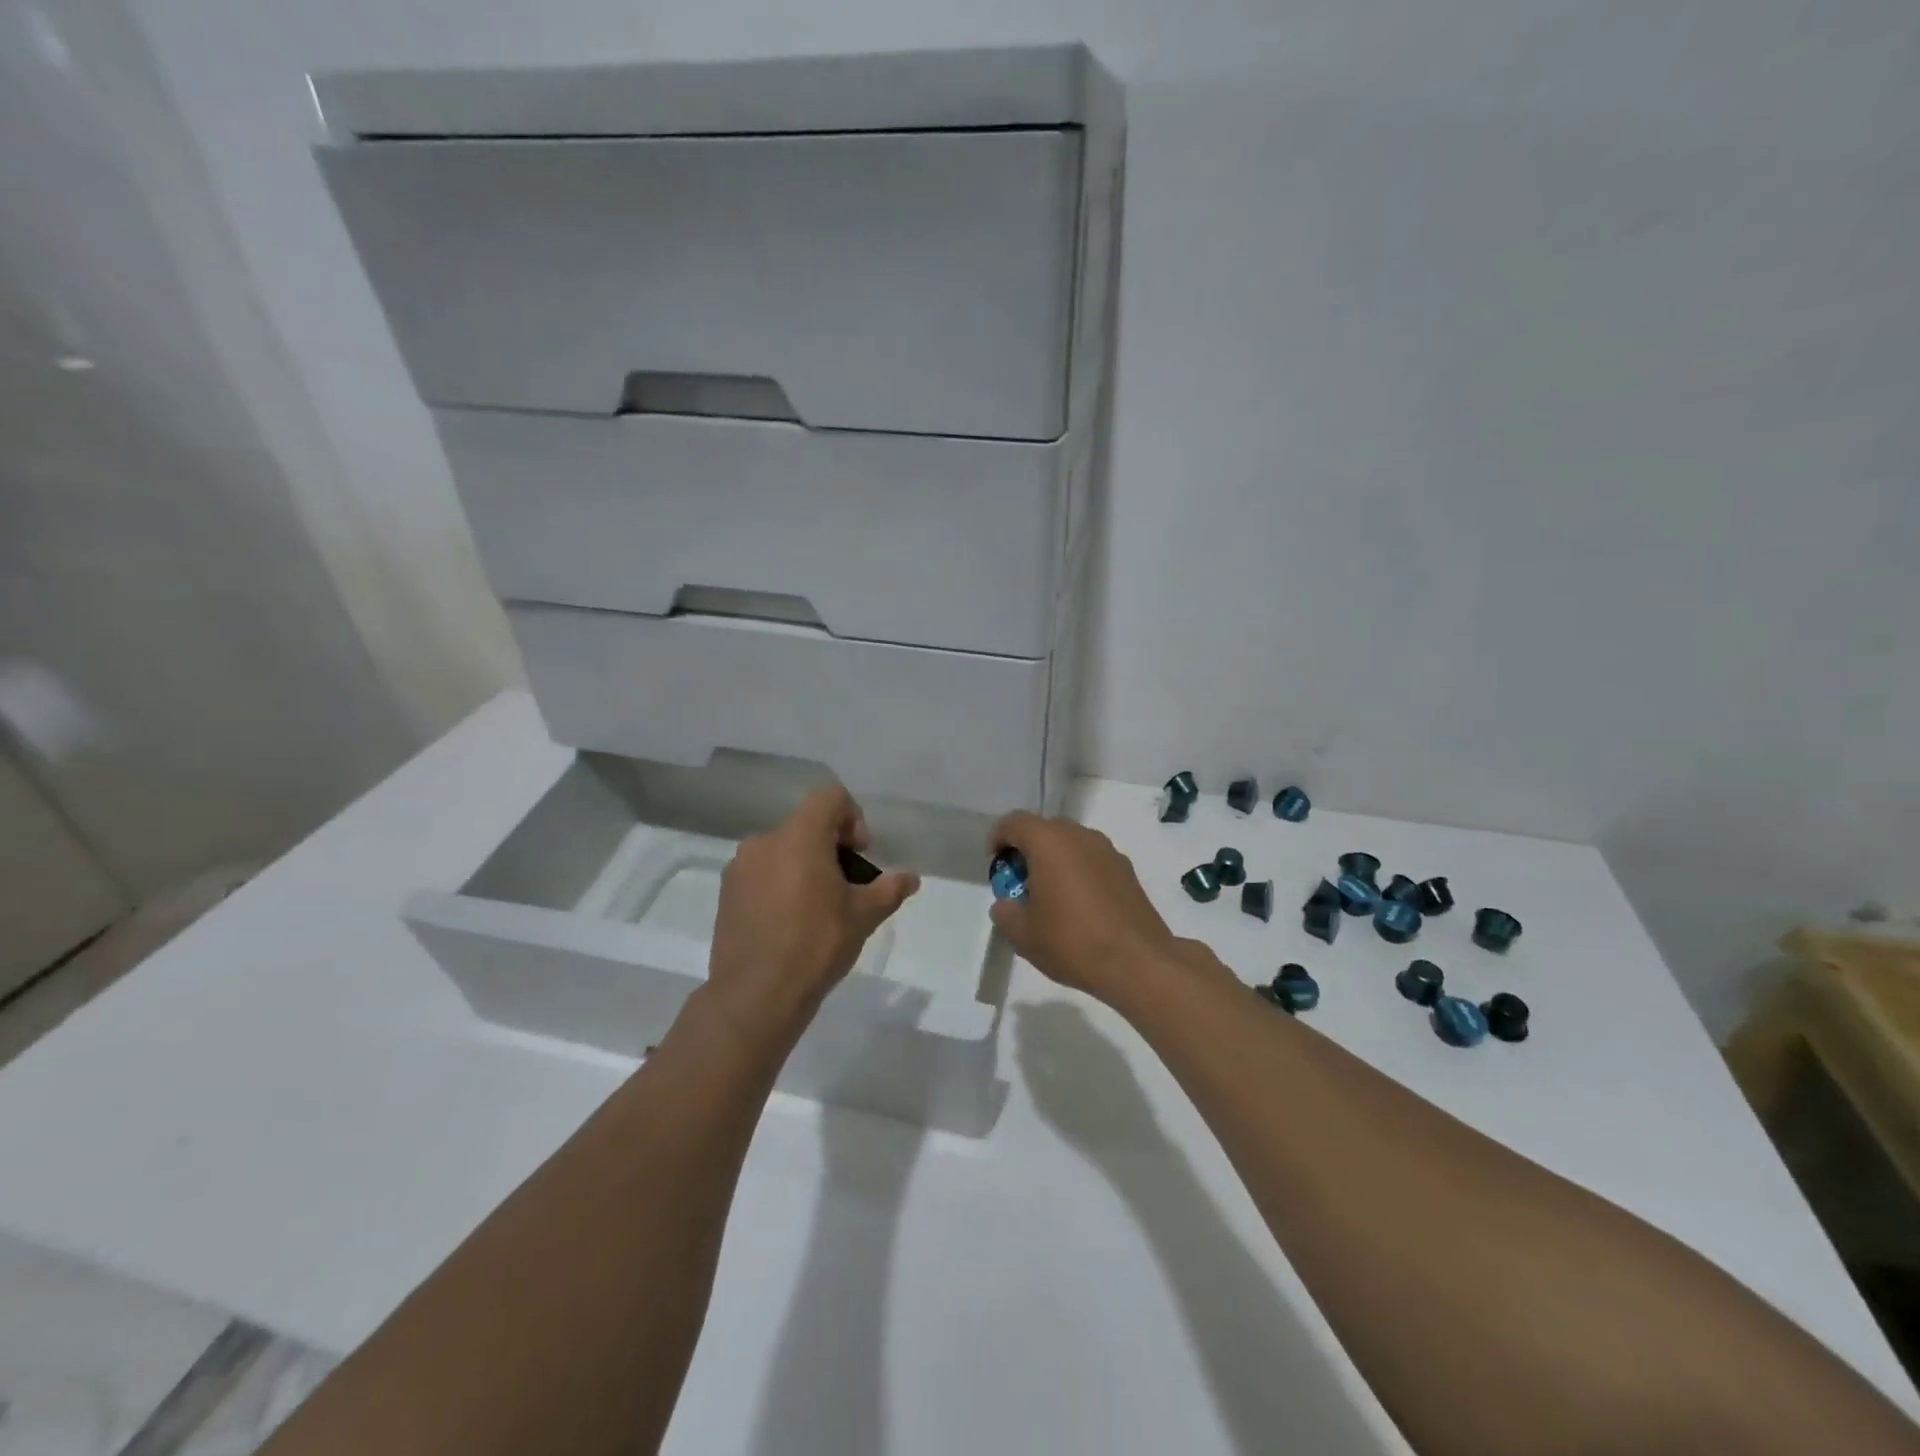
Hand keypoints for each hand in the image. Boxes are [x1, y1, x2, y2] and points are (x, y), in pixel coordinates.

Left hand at [706, 785, 918, 1041]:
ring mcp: (739, 868)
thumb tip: (910, 878)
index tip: (860, 856)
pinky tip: (790, 923)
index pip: (830, 797)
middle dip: (831, 848)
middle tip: (846, 887)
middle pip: (806, 825)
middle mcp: (764, 841)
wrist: (755, 996)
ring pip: (782, 850)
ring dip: (804, 866)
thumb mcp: (863, 916)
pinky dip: (780, 884)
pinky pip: (761, 873)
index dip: (853, 817)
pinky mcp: (726, 894)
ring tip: (818, 909)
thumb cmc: (816, 945)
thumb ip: (889, 889)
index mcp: (798, 836)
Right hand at [988, 812, 1185, 1002]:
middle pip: (1045, 829)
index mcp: (1049, 842)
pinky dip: (1078, 872)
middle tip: (1019, 882)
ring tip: (1050, 896)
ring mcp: (1108, 851)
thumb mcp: (1023, 935)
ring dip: (1055, 860)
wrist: (1138, 962)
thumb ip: (1006, 913)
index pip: (1015, 822)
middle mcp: (1080, 836)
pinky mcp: (1127, 870)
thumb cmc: (1072, 942)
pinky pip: (1092, 860)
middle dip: (1027, 850)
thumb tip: (1006, 905)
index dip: (998, 837)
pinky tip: (1079, 906)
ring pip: (1071, 844)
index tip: (994, 863)